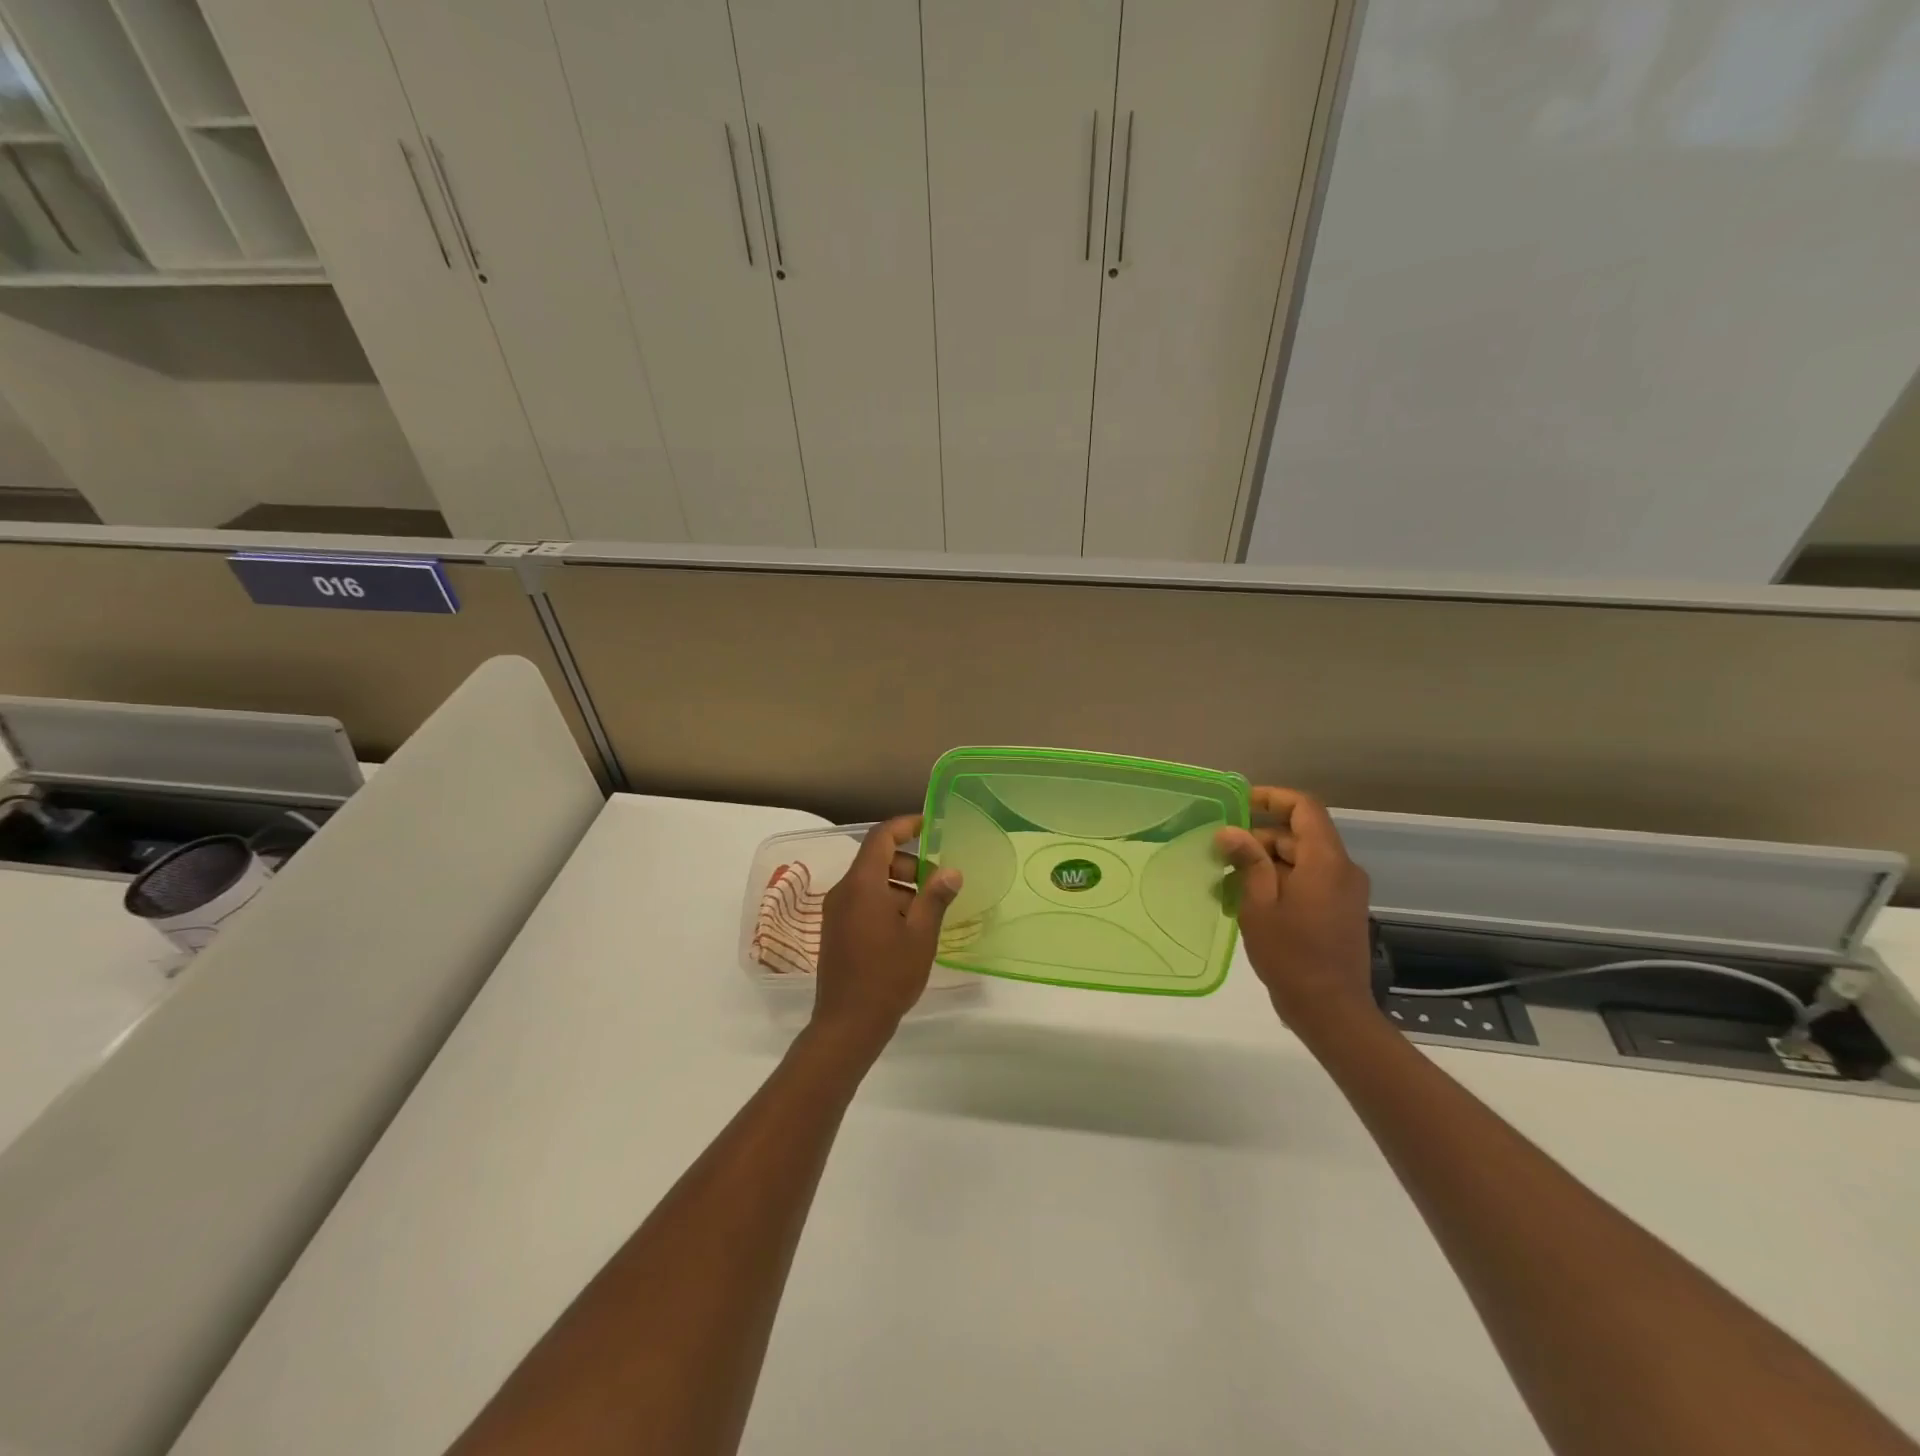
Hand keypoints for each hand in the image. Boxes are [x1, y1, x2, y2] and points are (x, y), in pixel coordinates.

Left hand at [813, 816, 962, 1047]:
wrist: (847, 1024)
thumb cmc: (888, 976)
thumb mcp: (921, 936)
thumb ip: (936, 897)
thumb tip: (951, 870)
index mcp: (863, 885)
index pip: (881, 837)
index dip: (905, 825)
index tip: (930, 824)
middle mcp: (844, 891)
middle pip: (877, 860)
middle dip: (909, 864)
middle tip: (937, 884)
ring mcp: (836, 912)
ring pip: (870, 883)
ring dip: (900, 886)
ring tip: (926, 912)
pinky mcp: (835, 930)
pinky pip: (862, 901)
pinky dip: (886, 902)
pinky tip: (907, 929)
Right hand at [1215, 787, 1373, 1028]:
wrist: (1331, 1011)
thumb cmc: (1291, 955)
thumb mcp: (1259, 905)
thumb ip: (1248, 861)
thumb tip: (1230, 831)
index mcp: (1326, 861)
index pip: (1304, 808)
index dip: (1272, 798)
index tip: (1238, 804)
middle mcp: (1342, 870)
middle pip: (1299, 835)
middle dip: (1259, 839)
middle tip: (1221, 855)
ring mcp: (1344, 892)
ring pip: (1301, 860)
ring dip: (1266, 864)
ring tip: (1228, 883)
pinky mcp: (1340, 911)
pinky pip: (1308, 881)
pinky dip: (1280, 882)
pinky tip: (1249, 902)